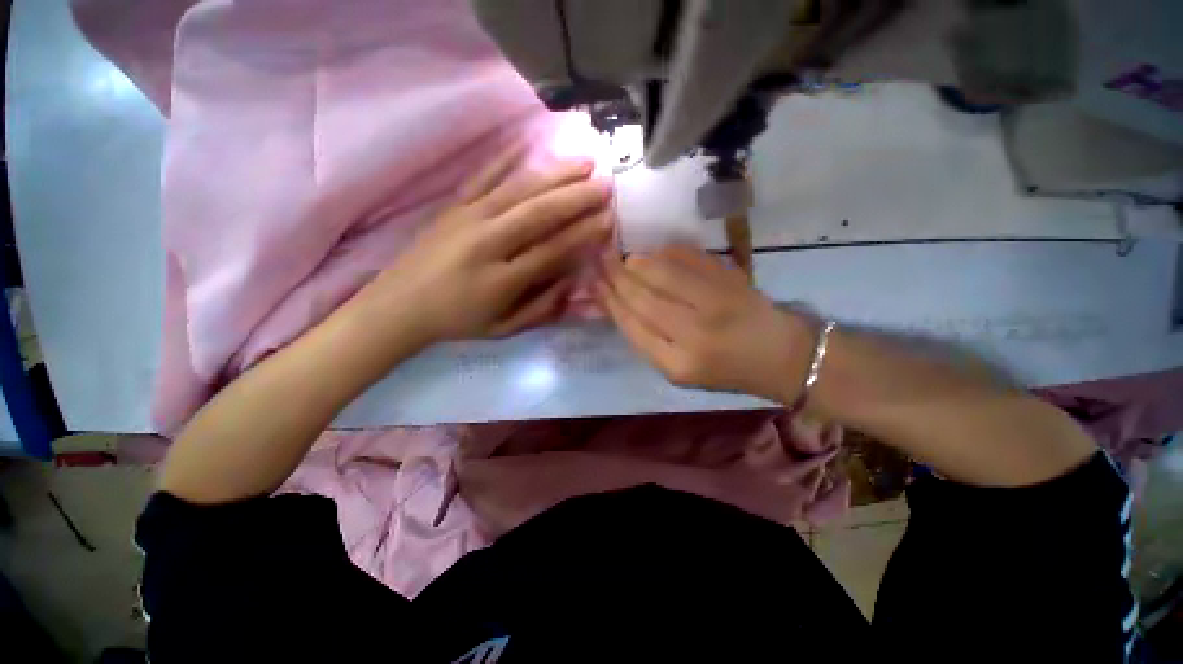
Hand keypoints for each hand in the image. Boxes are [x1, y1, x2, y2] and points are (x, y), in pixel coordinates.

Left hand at [349, 145, 613, 348]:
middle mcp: (486, 243)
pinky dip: (506, 157)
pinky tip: (529, 141)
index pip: (552, 251)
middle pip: (538, 213)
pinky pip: (483, 176)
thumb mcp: (504, 329)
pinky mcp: (453, 206)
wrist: (398, 306)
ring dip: (554, 173)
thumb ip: (542, 308)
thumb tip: (574, 281)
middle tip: (606, 184)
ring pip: (517, 189)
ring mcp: (467, 219)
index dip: (583, 234)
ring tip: (584, 161)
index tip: (609, 219)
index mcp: (501, 280)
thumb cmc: (457, 322)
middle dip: (577, 197)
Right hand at [597, 245, 813, 402]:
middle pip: (642, 296)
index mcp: (677, 364)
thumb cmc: (722, 369)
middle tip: (600, 260)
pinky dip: (664, 253)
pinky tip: (654, 255)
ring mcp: (715, 301)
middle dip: (616, 276)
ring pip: (660, 272)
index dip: (609, 300)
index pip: (631, 325)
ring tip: (624, 259)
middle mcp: (694, 333)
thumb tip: (616, 302)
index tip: (594, 283)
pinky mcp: (730, 279)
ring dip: (636, 262)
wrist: (778, 354)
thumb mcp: (678, 370)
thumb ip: (646, 340)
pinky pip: (686, 257)